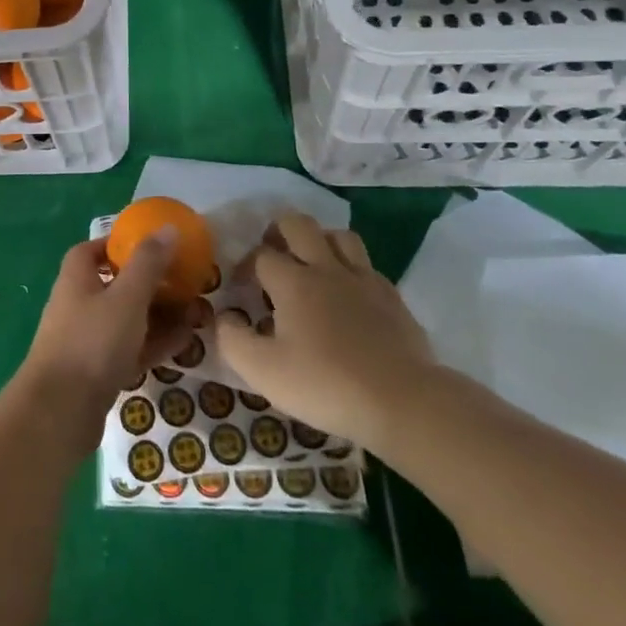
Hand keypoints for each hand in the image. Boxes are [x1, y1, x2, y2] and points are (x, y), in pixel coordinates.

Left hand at [16, 236, 202, 447]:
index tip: (152, 245)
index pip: (93, 250)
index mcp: (77, 278)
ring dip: (159, 315)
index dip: (119, 244)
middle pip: (117, 285)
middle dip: (152, 283)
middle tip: (186, 283)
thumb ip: (148, 263)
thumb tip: (168, 227)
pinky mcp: (97, 372)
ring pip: (127, 319)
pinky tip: (184, 343)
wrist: (60, 413)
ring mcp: (87, 340)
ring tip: (196, 313)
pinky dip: (154, 343)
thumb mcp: (126, 297)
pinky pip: (130, 349)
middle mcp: (78, 304)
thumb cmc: (92, 342)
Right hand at [215, 213, 437, 450]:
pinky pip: (366, 264)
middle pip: (299, 224)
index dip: (245, 266)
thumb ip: (233, 340)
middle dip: (279, 231)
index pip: (261, 255)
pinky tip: (348, 293)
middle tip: (272, 254)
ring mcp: (363, 279)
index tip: (242, 288)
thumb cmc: (326, 385)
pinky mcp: (391, 296)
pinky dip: (350, 268)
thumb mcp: (264, 372)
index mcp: (293, 282)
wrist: (402, 401)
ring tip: (311, 263)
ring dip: (320, 241)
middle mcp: (326, 268)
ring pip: (338, 235)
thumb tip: (223, 317)